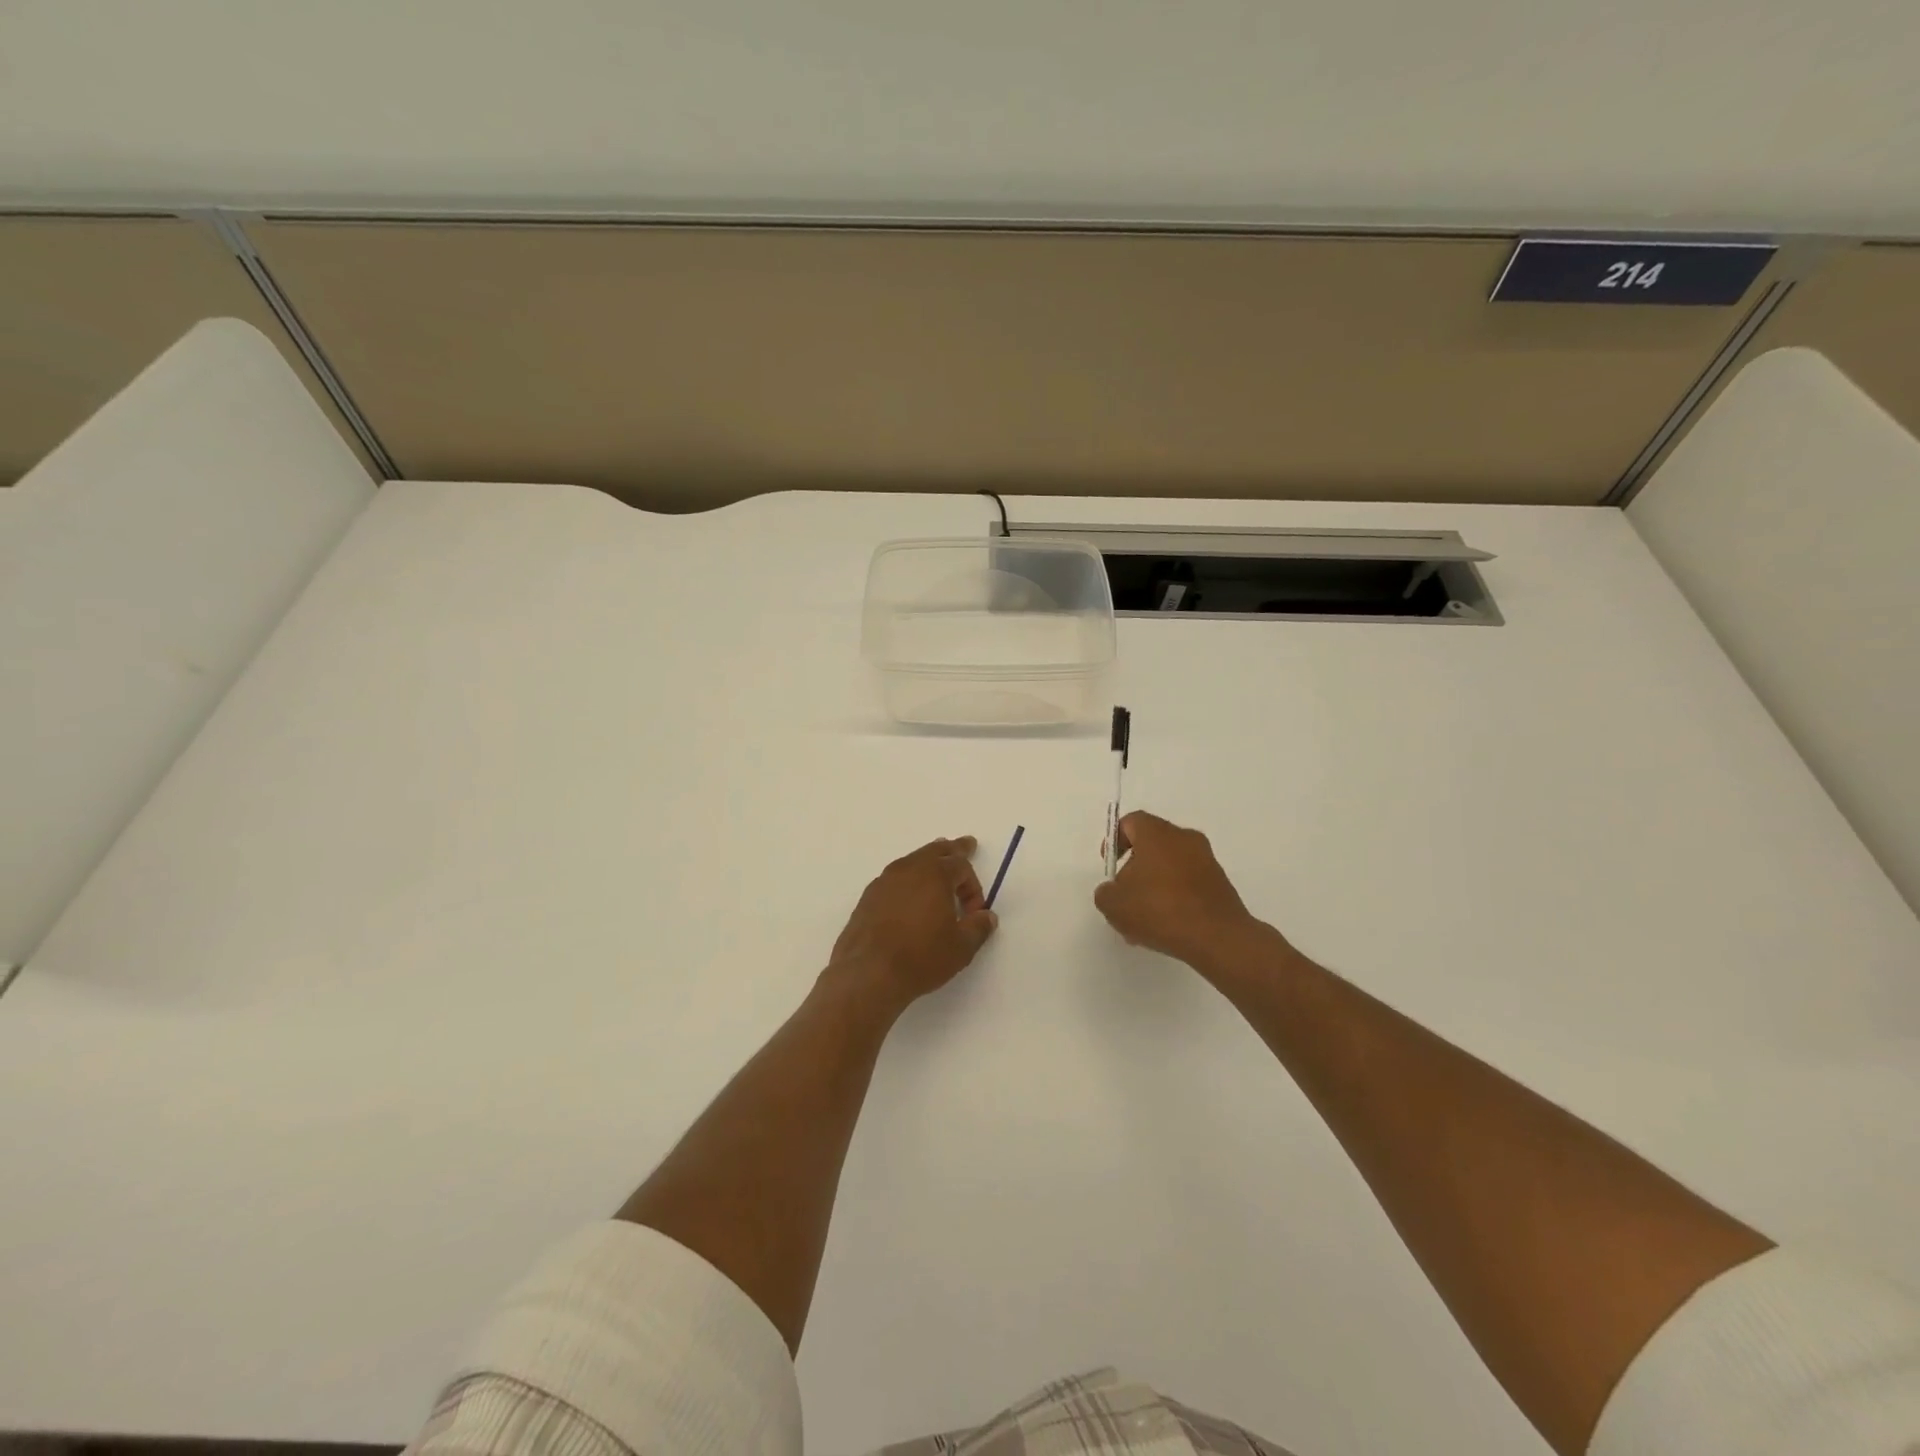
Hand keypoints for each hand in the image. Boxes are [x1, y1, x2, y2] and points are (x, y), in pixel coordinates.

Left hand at [828, 837, 997, 1010]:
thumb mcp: (961, 948)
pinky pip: (894, 878)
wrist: (868, 974)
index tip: (974, 913)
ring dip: (928, 861)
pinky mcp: (867, 898)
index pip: (962, 866)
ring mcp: (884, 881)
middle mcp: (908, 870)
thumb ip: (978, 928)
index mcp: (935, 874)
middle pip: (935, 851)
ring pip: (912, 861)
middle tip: (966, 845)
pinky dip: (907, 879)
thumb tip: (987, 916)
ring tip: (936, 860)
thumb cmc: (921, 957)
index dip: (973, 887)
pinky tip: (908, 894)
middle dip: (953, 850)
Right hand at [1094, 811, 1270, 974]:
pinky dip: (1175, 898)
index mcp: (1157, 834)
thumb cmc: (1159, 910)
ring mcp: (1207, 861)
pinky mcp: (1220, 883)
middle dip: (1135, 868)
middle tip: (1125, 896)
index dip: (1115, 840)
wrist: (1217, 938)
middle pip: (1152, 844)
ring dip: (1155, 887)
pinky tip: (1166, 927)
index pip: (1131, 822)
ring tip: (1143, 921)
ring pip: (1171, 866)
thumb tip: (1115, 890)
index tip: (1110, 865)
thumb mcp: (1114, 904)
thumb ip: (1106, 892)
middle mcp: (1184, 839)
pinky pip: (1189, 883)